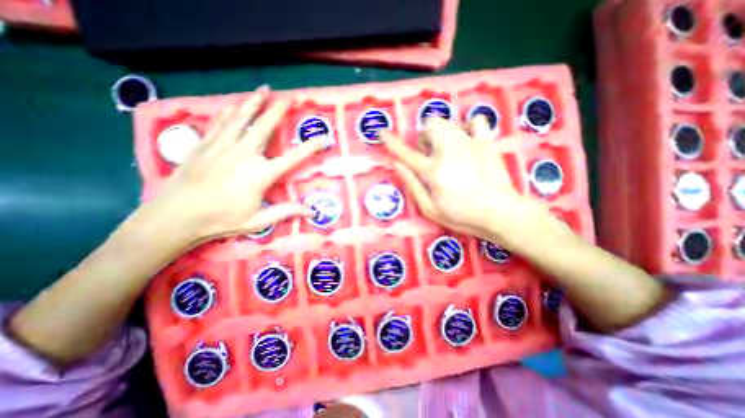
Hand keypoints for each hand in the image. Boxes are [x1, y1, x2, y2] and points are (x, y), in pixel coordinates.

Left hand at [141, 86, 326, 243]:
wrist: (175, 217)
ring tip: (263, 89)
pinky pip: (219, 123)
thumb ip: (286, 212)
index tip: (324, 139)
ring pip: (241, 119)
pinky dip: (229, 112)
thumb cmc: (222, 220)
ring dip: (254, 103)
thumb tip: (312, 211)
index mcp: (261, 174)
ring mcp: (222, 147)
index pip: (293, 157)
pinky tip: (234, 103)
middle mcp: (244, 155)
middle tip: (290, 97)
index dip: (310, 147)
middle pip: (265, 128)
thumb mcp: (259, 220)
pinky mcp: (204, 145)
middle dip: (279, 111)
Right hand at [380, 116, 555, 248]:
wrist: (500, 213)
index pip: (406, 153)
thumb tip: (397, 164)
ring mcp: (469, 143)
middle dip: (424, 139)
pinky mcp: (486, 142)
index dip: (392, 142)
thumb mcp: (429, 208)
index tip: (382, 132)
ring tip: (446, 150)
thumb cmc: (461, 215)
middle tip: (429, 156)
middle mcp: (448, 151)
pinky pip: (475, 121)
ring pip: (448, 122)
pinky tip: (466, 140)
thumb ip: (411, 184)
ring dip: (440, 133)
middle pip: (429, 127)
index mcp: (433, 171)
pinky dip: (467, 127)